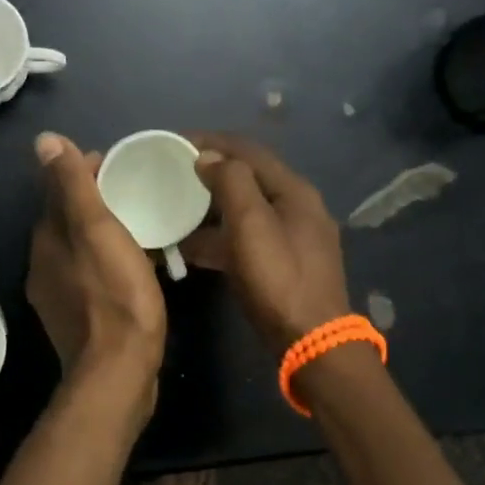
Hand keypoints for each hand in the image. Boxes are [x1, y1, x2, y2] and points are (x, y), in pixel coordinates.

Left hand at [25, 132, 166, 400]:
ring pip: (78, 248)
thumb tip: (44, 140)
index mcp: (46, 238)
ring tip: (136, 223)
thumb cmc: (115, 295)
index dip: (83, 170)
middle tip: (131, 189)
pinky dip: (104, 260)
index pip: (58, 190)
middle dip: (92, 199)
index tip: (116, 163)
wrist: (117, 372)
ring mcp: (58, 295)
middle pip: (66, 219)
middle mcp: (43, 264)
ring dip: (99, 230)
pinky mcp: (76, 319)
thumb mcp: (97, 230)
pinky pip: (89, 275)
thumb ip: (72, 185)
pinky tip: (130, 265)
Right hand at [183, 133, 350, 356]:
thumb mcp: (251, 225)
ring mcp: (292, 237)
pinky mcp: (284, 263)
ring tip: (174, 210)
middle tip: (172, 175)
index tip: (174, 142)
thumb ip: (231, 183)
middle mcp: (297, 207)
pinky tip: (191, 249)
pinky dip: (219, 236)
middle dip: (209, 173)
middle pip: (248, 178)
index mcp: (294, 191)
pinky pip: (245, 238)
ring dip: (210, 207)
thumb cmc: (279, 279)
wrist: (312, 343)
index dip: (211, 141)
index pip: (248, 150)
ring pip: (244, 210)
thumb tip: (208, 156)